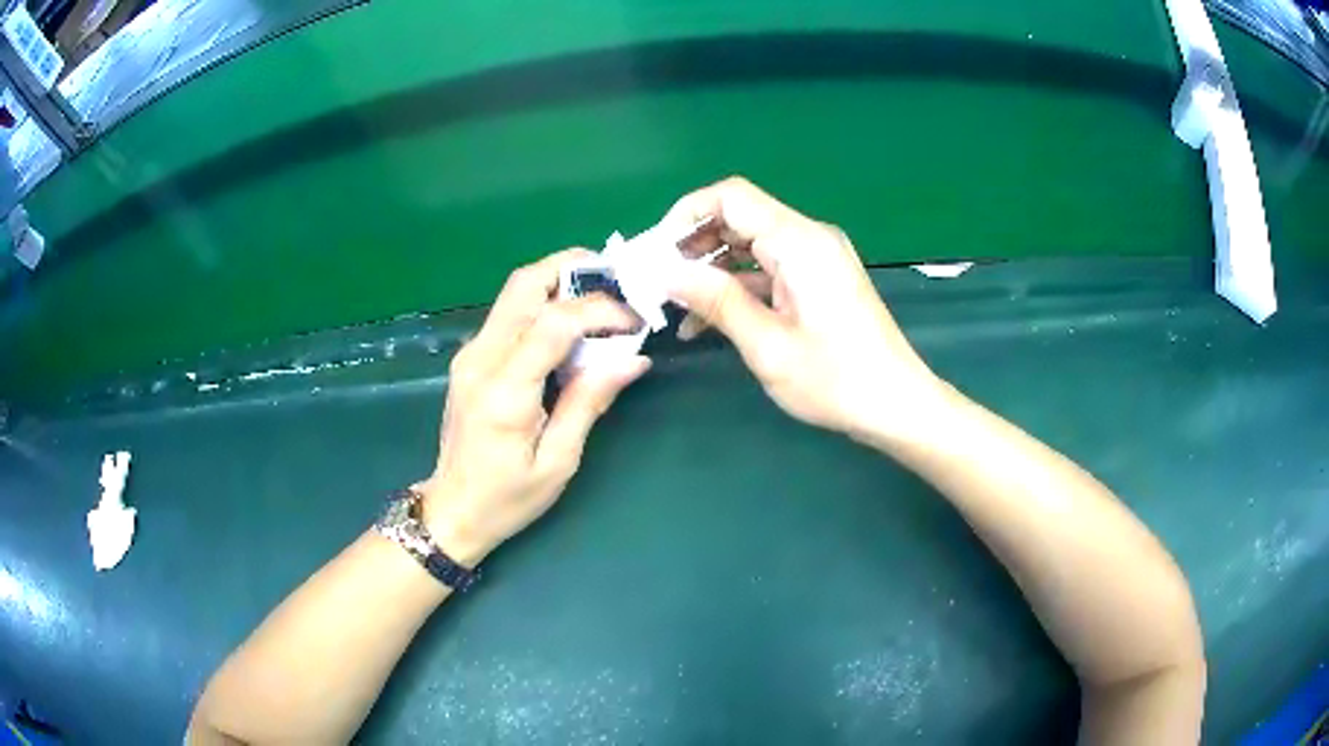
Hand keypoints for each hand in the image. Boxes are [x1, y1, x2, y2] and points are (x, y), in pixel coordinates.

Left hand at [417, 250, 649, 565]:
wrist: (451, 511)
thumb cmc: (507, 499)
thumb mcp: (558, 461)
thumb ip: (590, 402)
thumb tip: (633, 359)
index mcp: (504, 391)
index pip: (554, 321)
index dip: (600, 309)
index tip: (634, 321)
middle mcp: (481, 359)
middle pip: (525, 283)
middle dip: (574, 267)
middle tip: (619, 280)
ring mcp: (470, 354)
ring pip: (515, 291)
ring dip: (560, 282)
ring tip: (603, 299)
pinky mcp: (471, 357)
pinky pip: (510, 313)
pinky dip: (545, 303)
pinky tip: (573, 325)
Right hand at [665, 177, 944, 439]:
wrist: (897, 404)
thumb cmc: (836, 380)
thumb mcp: (768, 345)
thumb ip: (717, 301)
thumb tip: (666, 273)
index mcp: (799, 242)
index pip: (731, 197)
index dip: (686, 215)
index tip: (654, 252)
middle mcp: (808, 238)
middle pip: (739, 217)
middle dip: (693, 244)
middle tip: (658, 281)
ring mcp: (816, 258)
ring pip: (750, 244)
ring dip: (711, 269)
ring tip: (675, 305)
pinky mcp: (819, 279)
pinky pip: (768, 269)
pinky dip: (737, 287)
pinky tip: (707, 321)